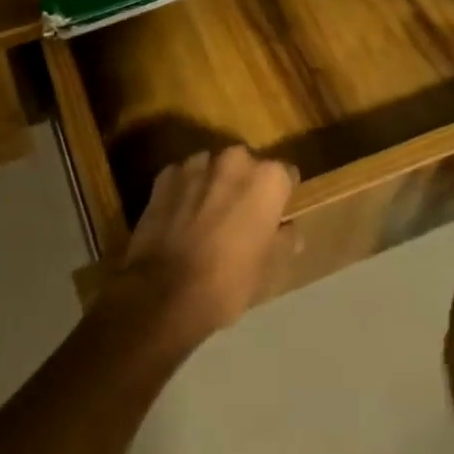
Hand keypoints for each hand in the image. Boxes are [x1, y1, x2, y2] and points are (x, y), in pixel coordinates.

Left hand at [97, 146, 298, 353]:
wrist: (165, 293)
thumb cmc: (229, 282)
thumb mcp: (271, 269)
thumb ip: (285, 240)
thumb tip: (288, 229)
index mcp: (267, 179)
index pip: (285, 175)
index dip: (281, 196)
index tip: (275, 215)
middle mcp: (234, 160)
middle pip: (246, 166)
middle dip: (244, 184)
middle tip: (239, 217)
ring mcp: (195, 164)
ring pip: (211, 168)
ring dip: (212, 185)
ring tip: (205, 217)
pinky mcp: (164, 176)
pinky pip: (182, 178)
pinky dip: (183, 192)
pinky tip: (179, 218)